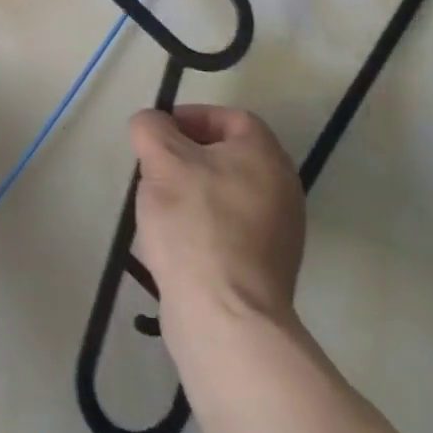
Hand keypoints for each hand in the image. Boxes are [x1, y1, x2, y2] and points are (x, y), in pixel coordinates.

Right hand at [128, 105, 305, 355]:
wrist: (225, 315)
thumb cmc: (195, 224)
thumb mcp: (162, 160)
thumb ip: (151, 127)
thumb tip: (151, 123)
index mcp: (265, 155)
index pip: (230, 117)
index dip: (191, 117)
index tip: (158, 133)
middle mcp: (282, 187)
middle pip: (228, 156)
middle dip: (185, 157)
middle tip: (153, 169)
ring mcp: (279, 231)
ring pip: (225, 193)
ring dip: (190, 192)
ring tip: (157, 207)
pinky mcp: (265, 267)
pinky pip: (229, 229)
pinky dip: (202, 225)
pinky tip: (174, 243)